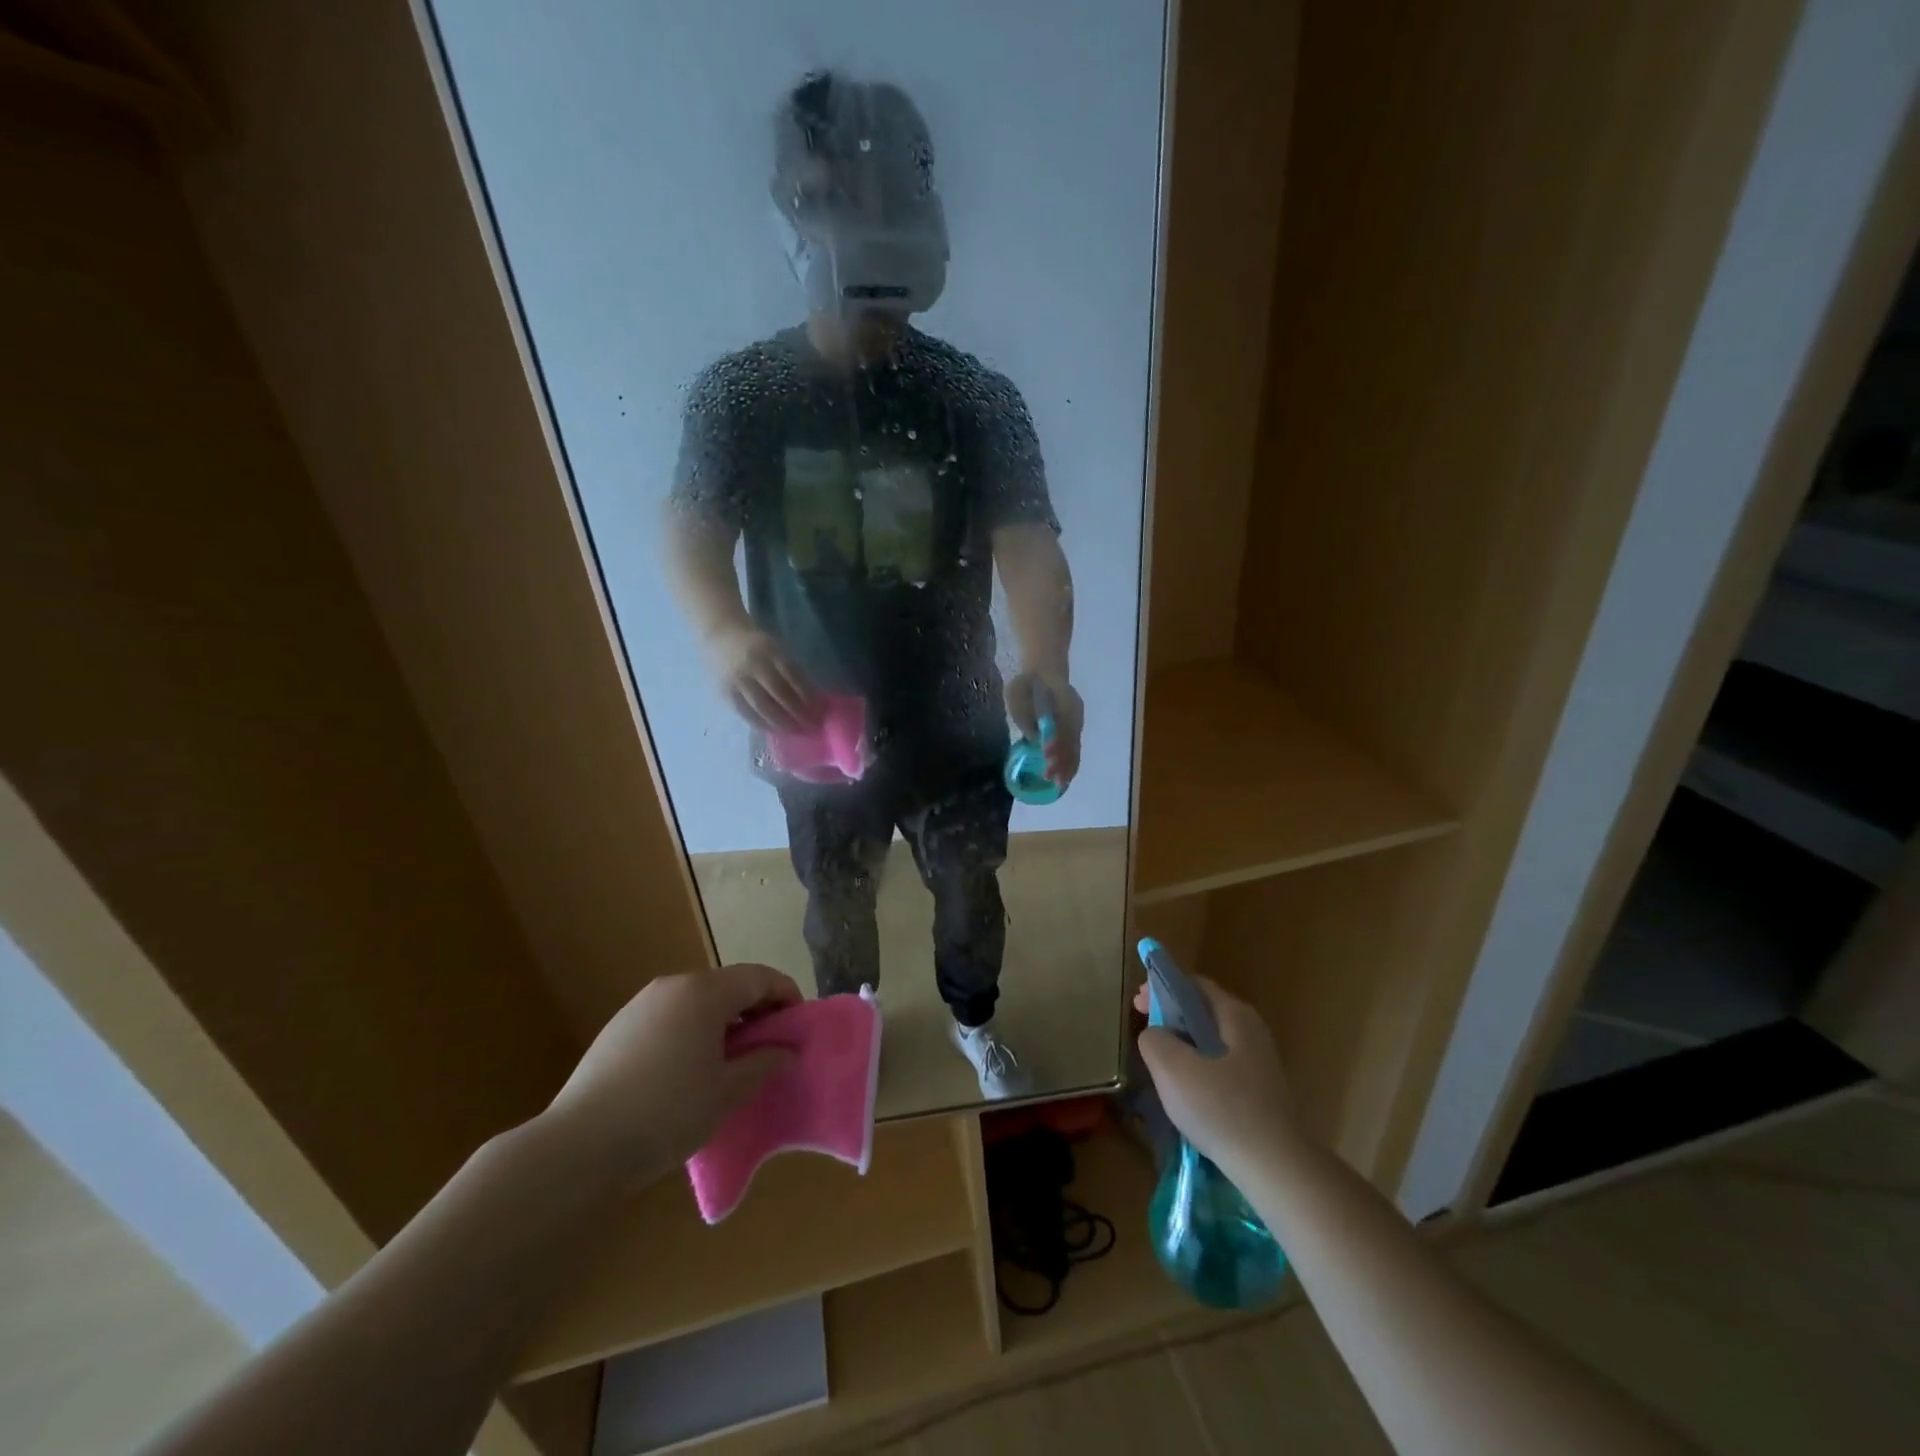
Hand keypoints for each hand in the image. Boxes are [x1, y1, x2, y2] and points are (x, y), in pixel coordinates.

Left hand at [542, 964, 801, 1186]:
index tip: (798, 1028)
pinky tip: (687, 1073)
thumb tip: (786, 1051)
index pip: (759, 978)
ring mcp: (640, 1005)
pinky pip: (669, 1018)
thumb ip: (765, 1063)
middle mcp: (673, 986)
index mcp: (704, 992)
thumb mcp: (728, 1092)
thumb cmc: (667, 1112)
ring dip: (723, 1023)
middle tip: (769, 1049)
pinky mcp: (617, 1029)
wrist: (578, 1147)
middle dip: (755, 1011)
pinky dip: (691, 1033)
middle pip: (728, 986)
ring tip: (730, 1064)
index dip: (786, 996)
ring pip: (697, 1002)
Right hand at [708, 624, 817, 732]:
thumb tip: (812, 699)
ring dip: (781, 723)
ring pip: (762, 707)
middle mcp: (753, 666)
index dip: (808, 696)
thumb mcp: (777, 650)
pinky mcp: (725, 693)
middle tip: (811, 727)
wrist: (719, 637)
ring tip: (796, 732)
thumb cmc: (757, 645)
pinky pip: (746, 713)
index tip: (820, 711)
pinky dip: (762, 724)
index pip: (794, 677)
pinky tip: (774, 731)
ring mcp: (737, 681)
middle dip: (797, 713)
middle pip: (779, 694)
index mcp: (770, 652)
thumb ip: (792, 671)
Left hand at [1005, 667, 1083, 786]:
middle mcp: (1074, 713)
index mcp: (1063, 700)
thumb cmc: (1027, 682)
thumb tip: (1034, 739)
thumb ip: (1025, 714)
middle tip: (1050, 777)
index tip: (1046, 754)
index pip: (1063, 726)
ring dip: (1067, 767)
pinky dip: (1069, 764)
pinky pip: (1074, 749)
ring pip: (1075, 748)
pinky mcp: (1074, 729)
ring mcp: (1076, 721)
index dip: (1055, 742)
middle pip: (1071, 740)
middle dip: (1061, 761)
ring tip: (1058, 784)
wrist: (1044, 670)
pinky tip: (1064, 778)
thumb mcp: (1018, 693)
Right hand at [1134, 977, 1294, 1177]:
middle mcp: (1252, 1032)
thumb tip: (1155, 1034)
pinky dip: (1198, 1069)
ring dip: (1183, 1045)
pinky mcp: (1261, 1094)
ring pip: (1211, 1042)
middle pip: (1203, 1012)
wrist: (1276, 1168)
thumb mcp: (1172, 1068)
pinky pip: (1221, 1068)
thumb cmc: (1221, 1109)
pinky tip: (1187, 1095)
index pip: (1193, 985)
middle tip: (1146, 1033)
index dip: (1161, 988)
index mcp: (1235, 1016)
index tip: (1137, 1005)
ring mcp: (1260, 1064)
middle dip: (1171, 1017)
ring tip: (1160, 1065)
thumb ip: (1154, 1039)